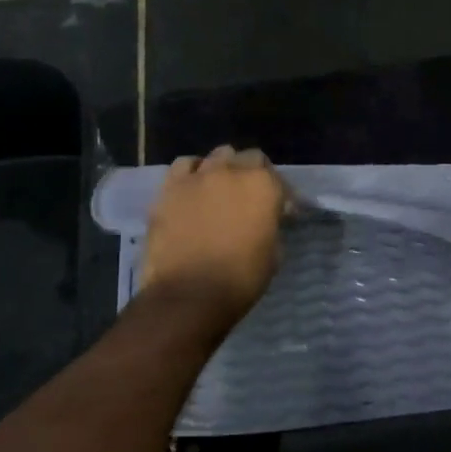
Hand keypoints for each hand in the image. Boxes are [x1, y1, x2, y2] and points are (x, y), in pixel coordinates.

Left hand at [140, 146, 285, 320]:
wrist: (188, 295)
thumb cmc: (240, 279)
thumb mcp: (273, 253)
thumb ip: (271, 225)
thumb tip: (267, 218)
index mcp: (263, 186)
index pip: (278, 178)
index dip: (280, 194)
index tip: (280, 211)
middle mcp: (232, 171)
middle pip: (247, 158)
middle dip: (253, 174)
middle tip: (250, 198)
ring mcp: (198, 176)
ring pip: (217, 156)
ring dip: (224, 169)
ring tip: (220, 189)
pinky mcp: (170, 187)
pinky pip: (184, 166)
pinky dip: (192, 173)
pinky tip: (193, 188)